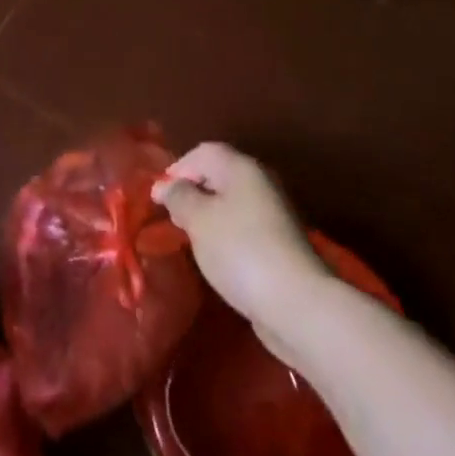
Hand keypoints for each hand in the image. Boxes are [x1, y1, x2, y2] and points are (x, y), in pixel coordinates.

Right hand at [152, 142, 331, 362]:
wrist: (296, 303)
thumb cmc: (240, 250)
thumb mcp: (198, 219)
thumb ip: (179, 197)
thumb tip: (166, 186)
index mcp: (242, 168)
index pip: (204, 152)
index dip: (178, 168)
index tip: (158, 196)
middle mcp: (260, 183)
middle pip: (219, 176)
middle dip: (193, 192)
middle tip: (172, 216)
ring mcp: (274, 215)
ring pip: (231, 204)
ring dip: (209, 215)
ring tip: (190, 238)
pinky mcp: (279, 245)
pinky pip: (243, 228)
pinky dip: (225, 235)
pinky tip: (217, 256)